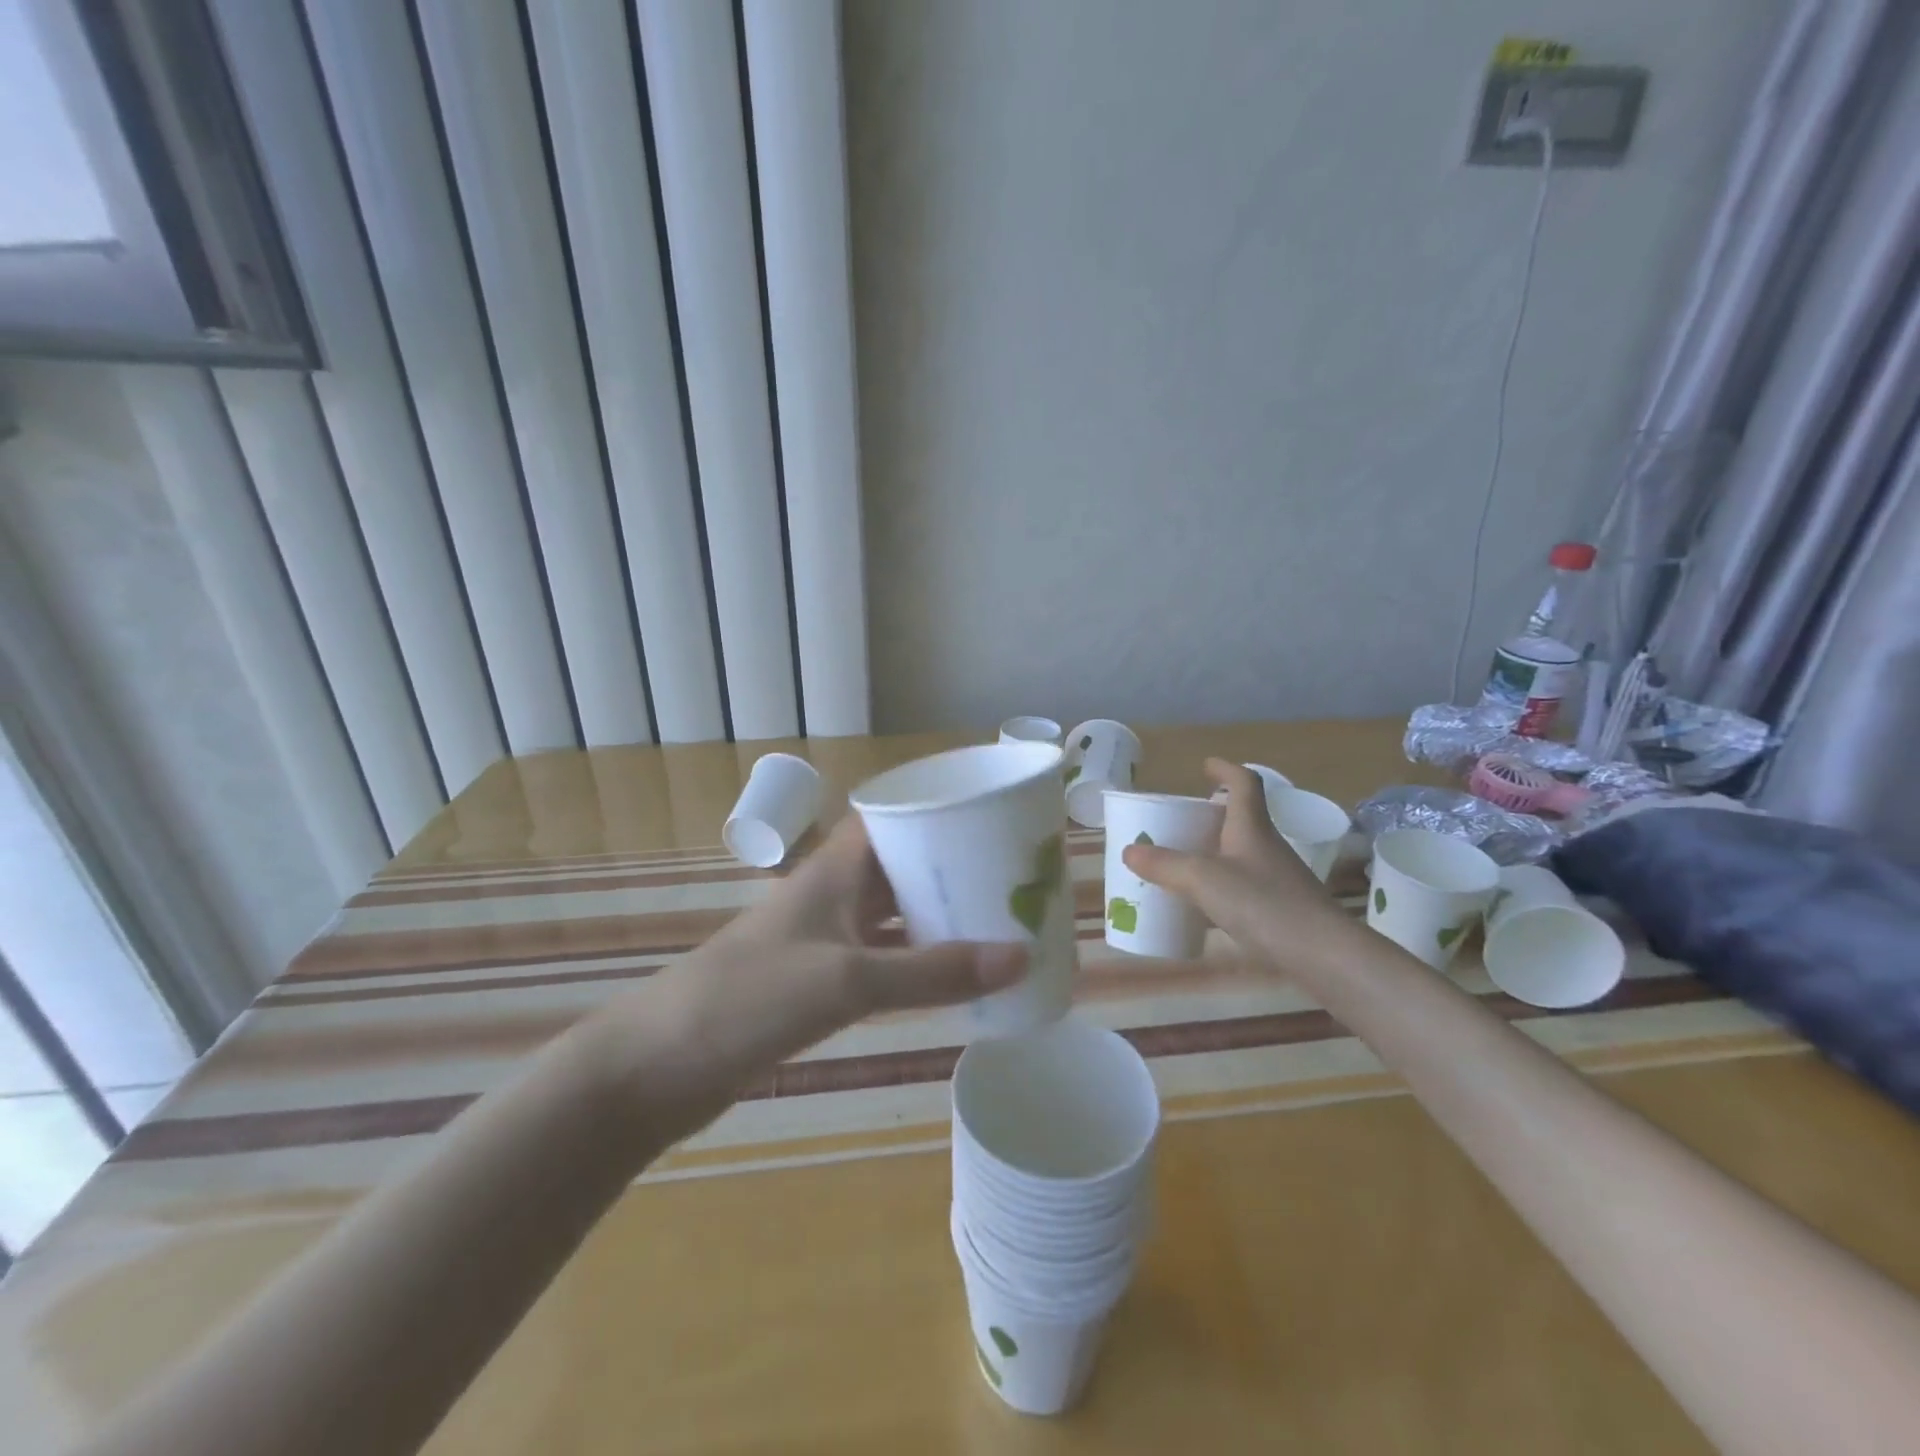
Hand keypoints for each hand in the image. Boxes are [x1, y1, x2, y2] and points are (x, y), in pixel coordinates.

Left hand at [597, 815, 1026, 1127]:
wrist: (658, 1066)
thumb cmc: (749, 1000)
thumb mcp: (847, 980)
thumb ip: (932, 971)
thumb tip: (1020, 955)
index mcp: (834, 870)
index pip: (893, 818)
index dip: (939, 813)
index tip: (994, 821)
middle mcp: (832, 894)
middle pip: (901, 866)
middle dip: (953, 869)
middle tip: (1014, 880)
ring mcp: (822, 939)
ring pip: (893, 915)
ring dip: (938, 918)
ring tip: (1000, 924)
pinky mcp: (817, 982)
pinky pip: (881, 959)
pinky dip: (916, 964)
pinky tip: (953, 979)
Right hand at [1121, 759, 1349, 966]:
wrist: (1322, 955)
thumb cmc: (1264, 904)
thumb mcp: (1204, 880)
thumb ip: (1165, 865)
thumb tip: (1130, 851)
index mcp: (1251, 827)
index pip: (1244, 783)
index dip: (1225, 769)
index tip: (1205, 765)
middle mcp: (1266, 847)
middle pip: (1240, 819)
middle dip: (1211, 815)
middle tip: (1180, 821)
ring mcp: (1276, 879)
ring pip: (1239, 854)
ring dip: (1213, 852)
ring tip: (1182, 864)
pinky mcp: (1280, 909)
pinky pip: (1242, 886)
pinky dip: (1219, 887)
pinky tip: (1201, 907)